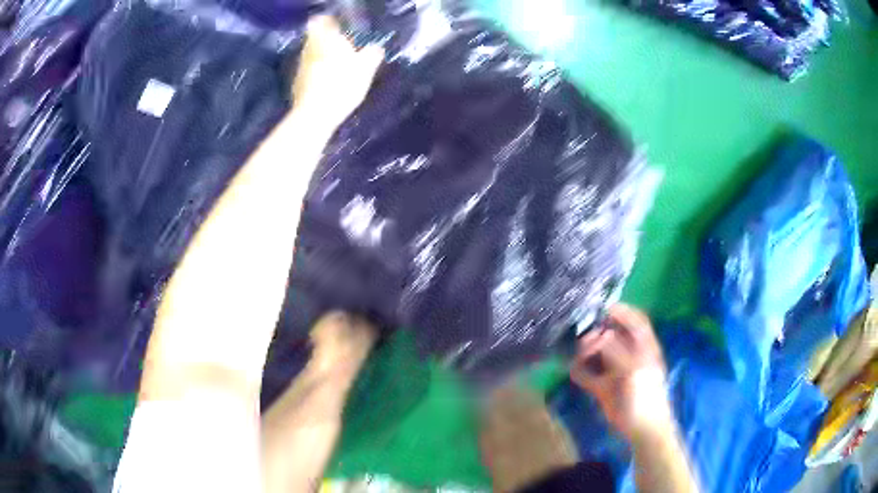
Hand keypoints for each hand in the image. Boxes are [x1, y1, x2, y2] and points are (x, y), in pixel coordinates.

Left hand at [292, 16, 383, 131]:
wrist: (315, 114)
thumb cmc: (342, 84)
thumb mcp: (366, 68)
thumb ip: (372, 54)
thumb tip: (376, 47)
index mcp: (326, 40)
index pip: (322, 22)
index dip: (328, 22)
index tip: (337, 27)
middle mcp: (309, 50)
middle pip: (315, 38)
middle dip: (326, 40)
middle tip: (340, 46)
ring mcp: (301, 68)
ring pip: (311, 55)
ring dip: (321, 57)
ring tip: (336, 66)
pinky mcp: (297, 85)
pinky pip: (308, 71)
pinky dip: (317, 73)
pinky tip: (327, 83)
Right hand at [570, 304, 670, 439]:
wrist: (643, 428)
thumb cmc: (646, 394)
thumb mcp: (634, 368)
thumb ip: (616, 350)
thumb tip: (597, 336)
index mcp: (643, 347)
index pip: (634, 321)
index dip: (621, 311)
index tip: (601, 308)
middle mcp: (628, 355)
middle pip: (611, 336)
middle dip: (596, 332)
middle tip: (583, 334)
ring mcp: (614, 372)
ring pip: (597, 354)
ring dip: (585, 351)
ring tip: (577, 352)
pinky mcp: (602, 388)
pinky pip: (587, 375)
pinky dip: (579, 370)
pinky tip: (572, 367)